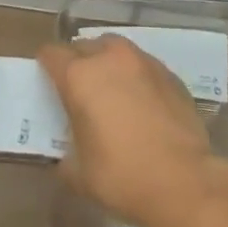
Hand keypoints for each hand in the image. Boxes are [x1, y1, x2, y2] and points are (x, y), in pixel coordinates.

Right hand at [38, 34, 227, 226]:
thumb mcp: (77, 173)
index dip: (45, 65)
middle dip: (77, 62)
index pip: (52, 54)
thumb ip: (65, 153)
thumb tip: (68, 152)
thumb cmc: (121, 176)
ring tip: (111, 90)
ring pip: (117, 49)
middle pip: (85, 46)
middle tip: (79, 89)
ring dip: (108, 63)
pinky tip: (141, 102)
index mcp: (80, 76)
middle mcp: (110, 58)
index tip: (46, 81)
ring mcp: (144, 62)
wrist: (182, 180)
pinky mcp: (170, 74)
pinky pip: (143, 65)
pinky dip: (135, 76)